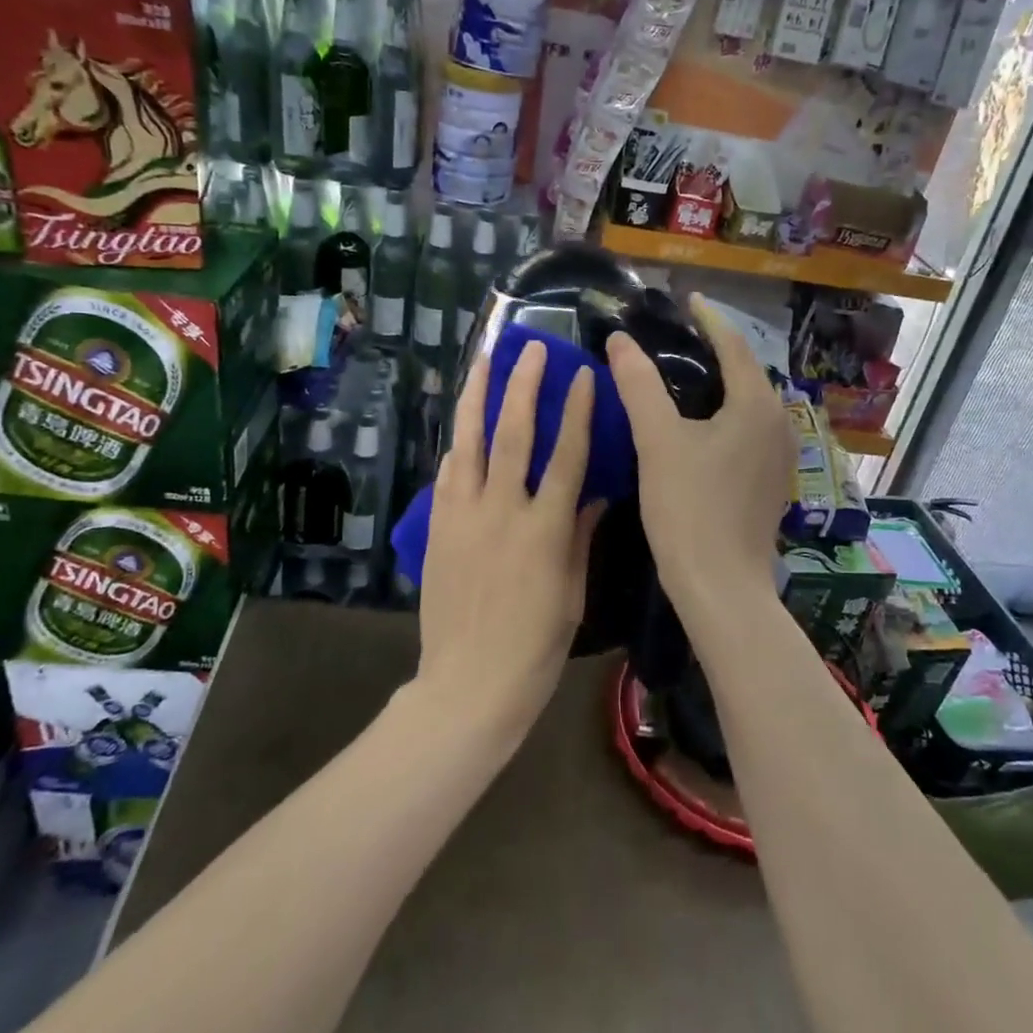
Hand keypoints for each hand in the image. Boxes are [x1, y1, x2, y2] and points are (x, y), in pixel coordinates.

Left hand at [415, 341, 601, 734]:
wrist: (469, 684)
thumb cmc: (535, 645)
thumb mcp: (572, 592)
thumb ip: (580, 535)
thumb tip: (594, 493)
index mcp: (545, 530)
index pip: (566, 456)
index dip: (577, 412)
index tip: (582, 375)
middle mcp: (502, 511)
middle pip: (513, 434)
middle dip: (523, 386)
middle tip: (531, 348)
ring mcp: (463, 516)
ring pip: (469, 443)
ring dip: (478, 397)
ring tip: (483, 361)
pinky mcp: (438, 527)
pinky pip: (447, 475)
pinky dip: (457, 445)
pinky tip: (462, 425)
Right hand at [607, 295, 793, 615]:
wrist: (722, 586)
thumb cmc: (689, 508)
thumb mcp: (657, 440)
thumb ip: (638, 385)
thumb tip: (620, 340)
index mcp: (756, 406)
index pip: (734, 346)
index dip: (710, 319)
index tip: (688, 299)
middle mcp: (778, 424)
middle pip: (746, 372)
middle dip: (716, 348)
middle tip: (679, 334)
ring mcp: (778, 456)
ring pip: (748, 402)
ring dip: (721, 381)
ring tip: (685, 371)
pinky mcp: (770, 481)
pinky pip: (748, 428)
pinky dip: (725, 411)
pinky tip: (699, 422)